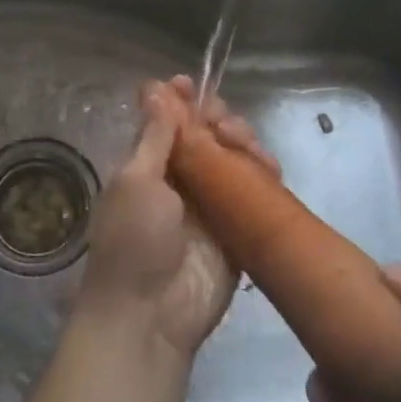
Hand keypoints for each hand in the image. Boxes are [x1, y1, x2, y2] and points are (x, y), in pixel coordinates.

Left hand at [78, 76, 275, 360]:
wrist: (150, 317)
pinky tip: (267, 164)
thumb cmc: (133, 240)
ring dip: (242, 140)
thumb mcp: (135, 181)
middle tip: (221, 122)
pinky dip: (264, 172)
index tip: (190, 84)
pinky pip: (257, 191)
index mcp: (147, 165)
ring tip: (242, 142)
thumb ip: (153, 137)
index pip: (167, 121)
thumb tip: (156, 89)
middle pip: (206, 134)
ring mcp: (212, 204)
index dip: (179, 99)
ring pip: (234, 157)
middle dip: (216, 117)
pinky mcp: (240, 228)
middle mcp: (180, 179)